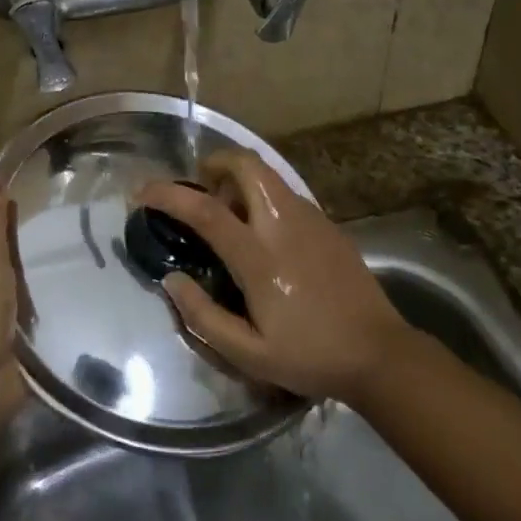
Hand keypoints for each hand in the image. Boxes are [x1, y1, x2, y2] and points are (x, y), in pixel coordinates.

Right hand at [136, 152, 410, 404]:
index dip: (168, 194)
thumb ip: (203, 316)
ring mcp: (311, 218)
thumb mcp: (248, 354)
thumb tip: (172, 279)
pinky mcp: (328, 224)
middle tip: (199, 190)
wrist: (380, 354)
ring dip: (239, 180)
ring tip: (229, 217)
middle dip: (214, 163)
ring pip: (268, 174)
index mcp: (260, 257)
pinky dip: (262, 196)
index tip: (141, 192)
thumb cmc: (310, 356)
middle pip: (246, 165)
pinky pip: (285, 193)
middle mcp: (285, 224)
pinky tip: (263, 235)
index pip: (206, 211)